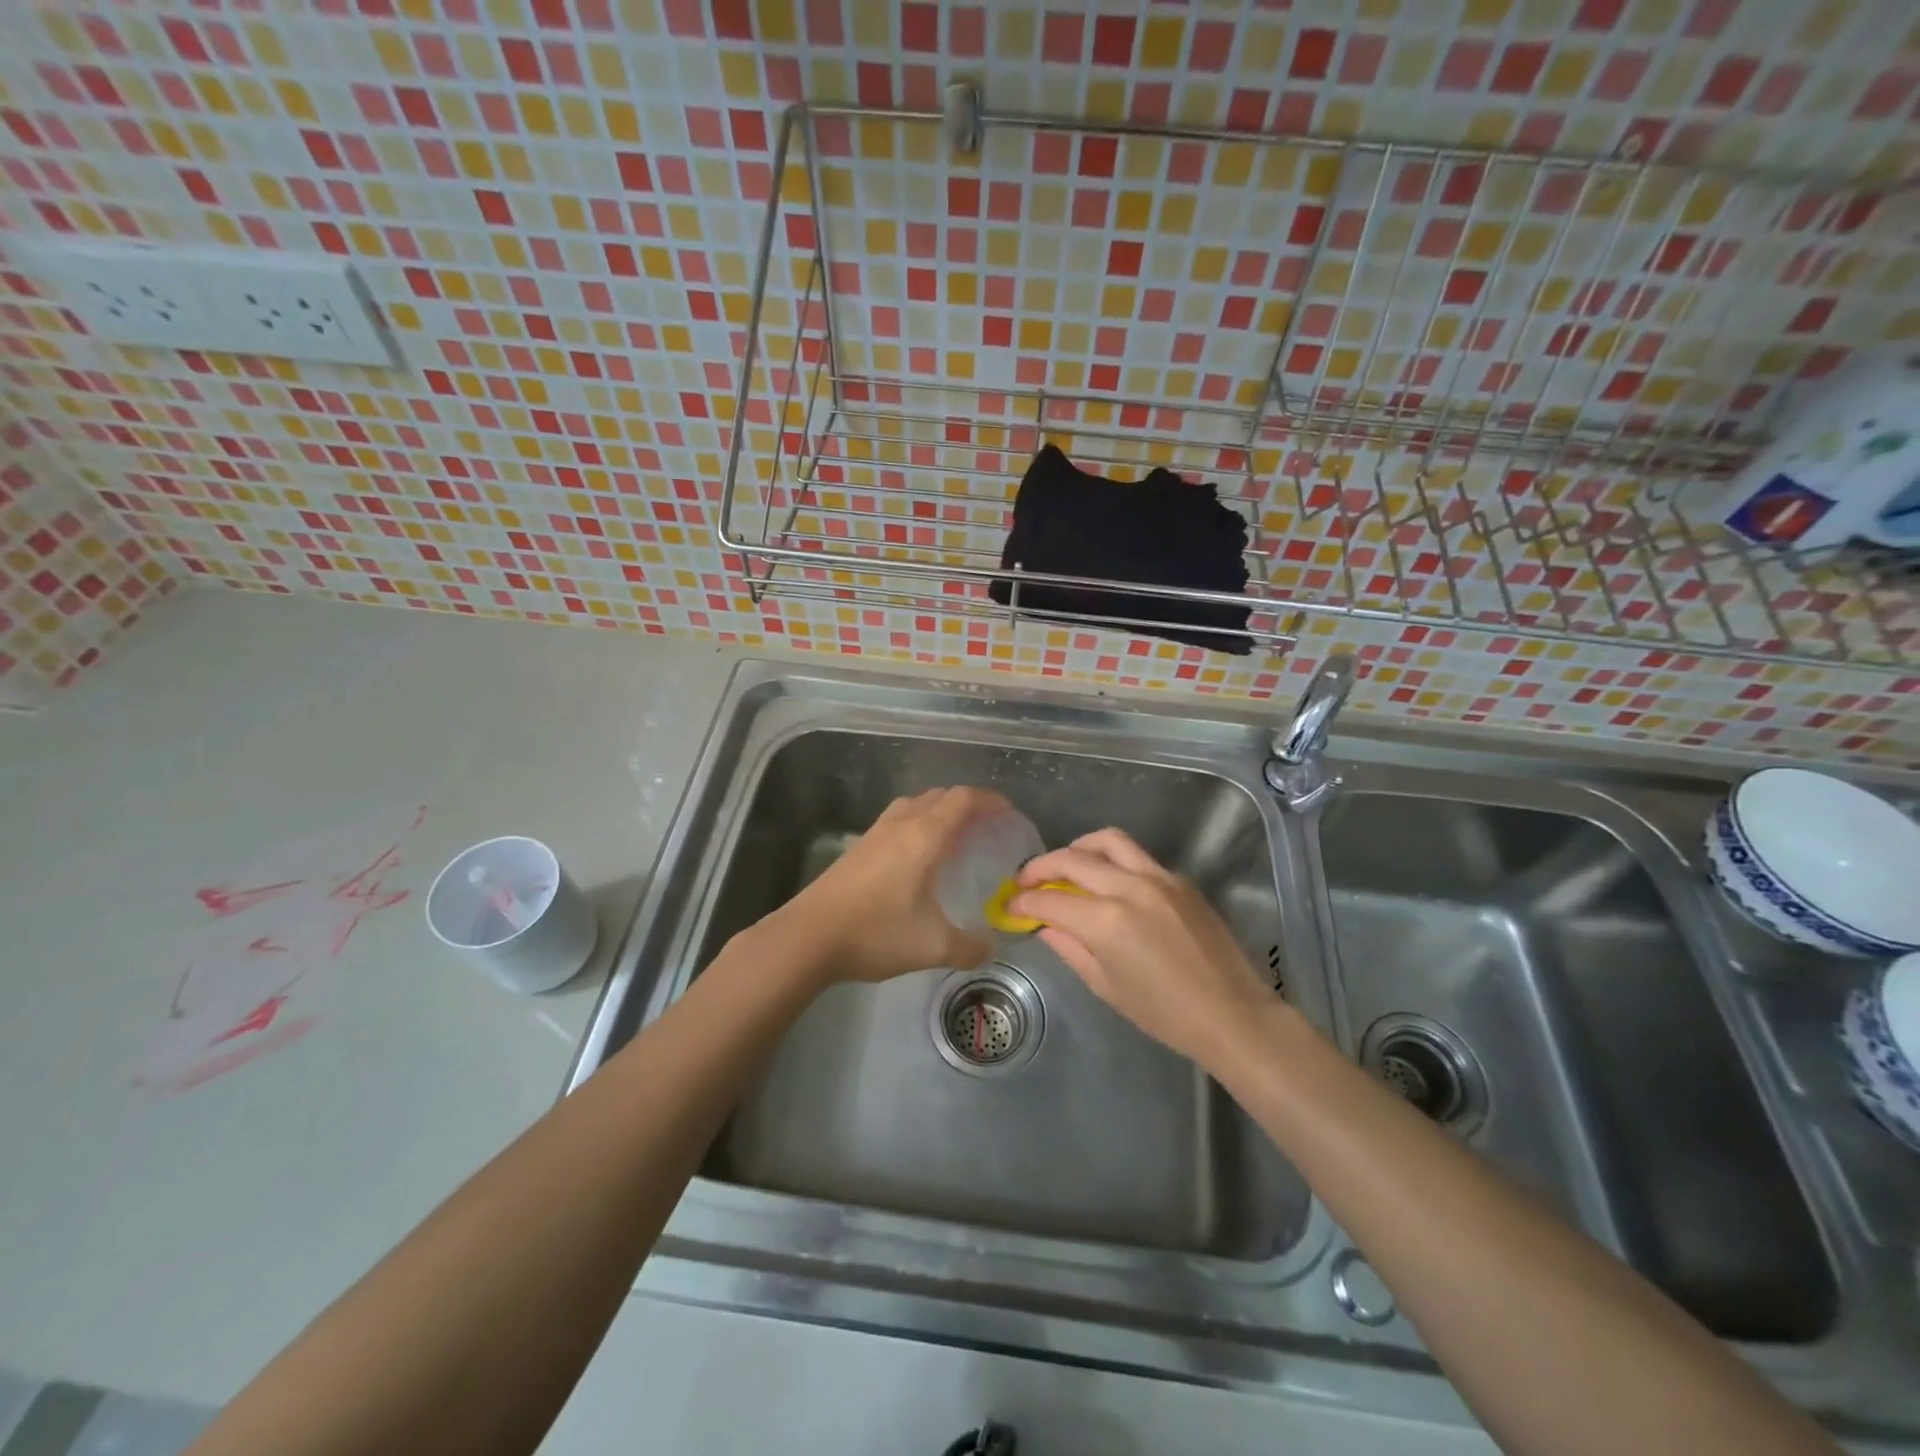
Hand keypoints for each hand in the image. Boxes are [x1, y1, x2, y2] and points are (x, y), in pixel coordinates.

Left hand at [770, 786, 1008, 985]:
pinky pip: (897, 819)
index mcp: (924, 835)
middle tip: (987, 826)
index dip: (990, 800)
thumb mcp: (932, 947)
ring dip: (939, 810)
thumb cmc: (875, 933)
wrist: (808, 936)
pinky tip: (918, 856)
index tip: (1008, 813)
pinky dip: (918, 823)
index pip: (964, 799)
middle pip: (940, 795)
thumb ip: (969, 947)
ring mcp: (875, 832)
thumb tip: (991, 948)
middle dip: (968, 803)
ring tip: (955, 836)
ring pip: (915, 804)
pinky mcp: (858, 847)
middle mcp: (901, 824)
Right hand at [1010, 828, 1274, 1066]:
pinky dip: (1112, 860)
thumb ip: (1070, 947)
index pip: (1050, 899)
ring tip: (1065, 867)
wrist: (1232, 1014)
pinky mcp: (1179, 879)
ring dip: (1077, 848)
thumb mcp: (1106, 986)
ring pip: (1107, 841)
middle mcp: (1129, 887)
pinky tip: (1107, 883)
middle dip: (1040, 867)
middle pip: (1072, 859)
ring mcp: (1158, 877)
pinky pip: (1136, 857)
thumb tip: (1044, 925)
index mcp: (1106, 921)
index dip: (1023, 902)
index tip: (1009, 905)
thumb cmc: (1164, 1014)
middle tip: (1026, 881)